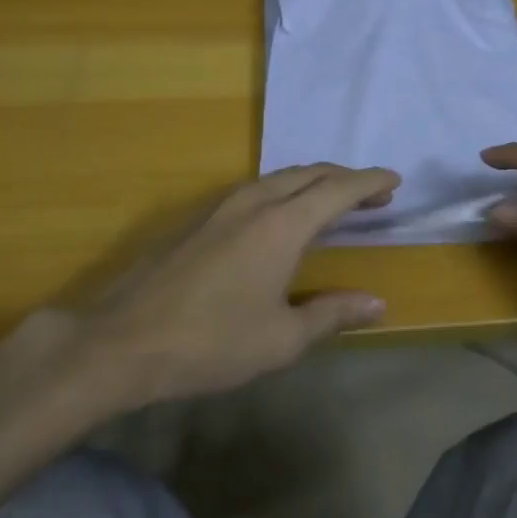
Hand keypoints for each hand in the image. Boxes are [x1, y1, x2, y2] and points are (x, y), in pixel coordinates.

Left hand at [23, 164, 399, 410]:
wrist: (121, 343)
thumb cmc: (210, 343)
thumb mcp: (281, 339)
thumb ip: (332, 314)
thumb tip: (378, 303)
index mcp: (282, 225)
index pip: (338, 189)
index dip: (370, 182)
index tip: (395, 181)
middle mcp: (254, 202)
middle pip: (310, 173)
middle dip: (346, 178)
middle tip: (374, 194)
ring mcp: (221, 206)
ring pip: (280, 177)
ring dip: (314, 181)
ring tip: (335, 200)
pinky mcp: (198, 218)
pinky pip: (257, 188)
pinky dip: (286, 190)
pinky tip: (283, 215)